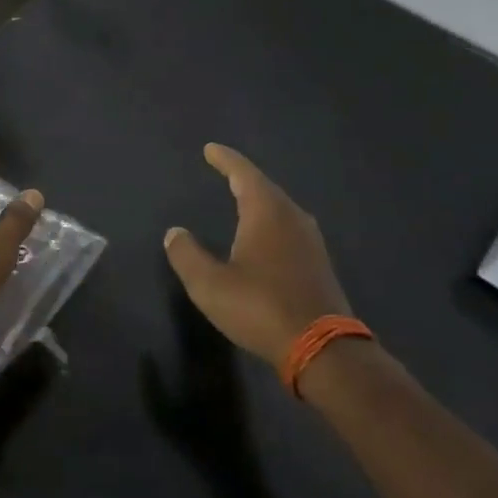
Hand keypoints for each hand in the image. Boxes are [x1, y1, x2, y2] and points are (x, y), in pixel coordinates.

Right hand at [163, 143, 351, 369]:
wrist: (322, 348)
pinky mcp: (318, 263)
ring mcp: (310, 241)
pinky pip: (289, 228)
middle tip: (223, 170)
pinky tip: (264, 236)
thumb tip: (175, 233)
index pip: (243, 173)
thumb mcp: (209, 284)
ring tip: (241, 199)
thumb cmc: (260, 308)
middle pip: (265, 187)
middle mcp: (292, 217)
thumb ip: (187, 255)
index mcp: (266, 212)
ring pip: (280, 208)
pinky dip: (271, 222)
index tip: (210, 149)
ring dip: (259, 200)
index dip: (225, 159)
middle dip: (242, 177)